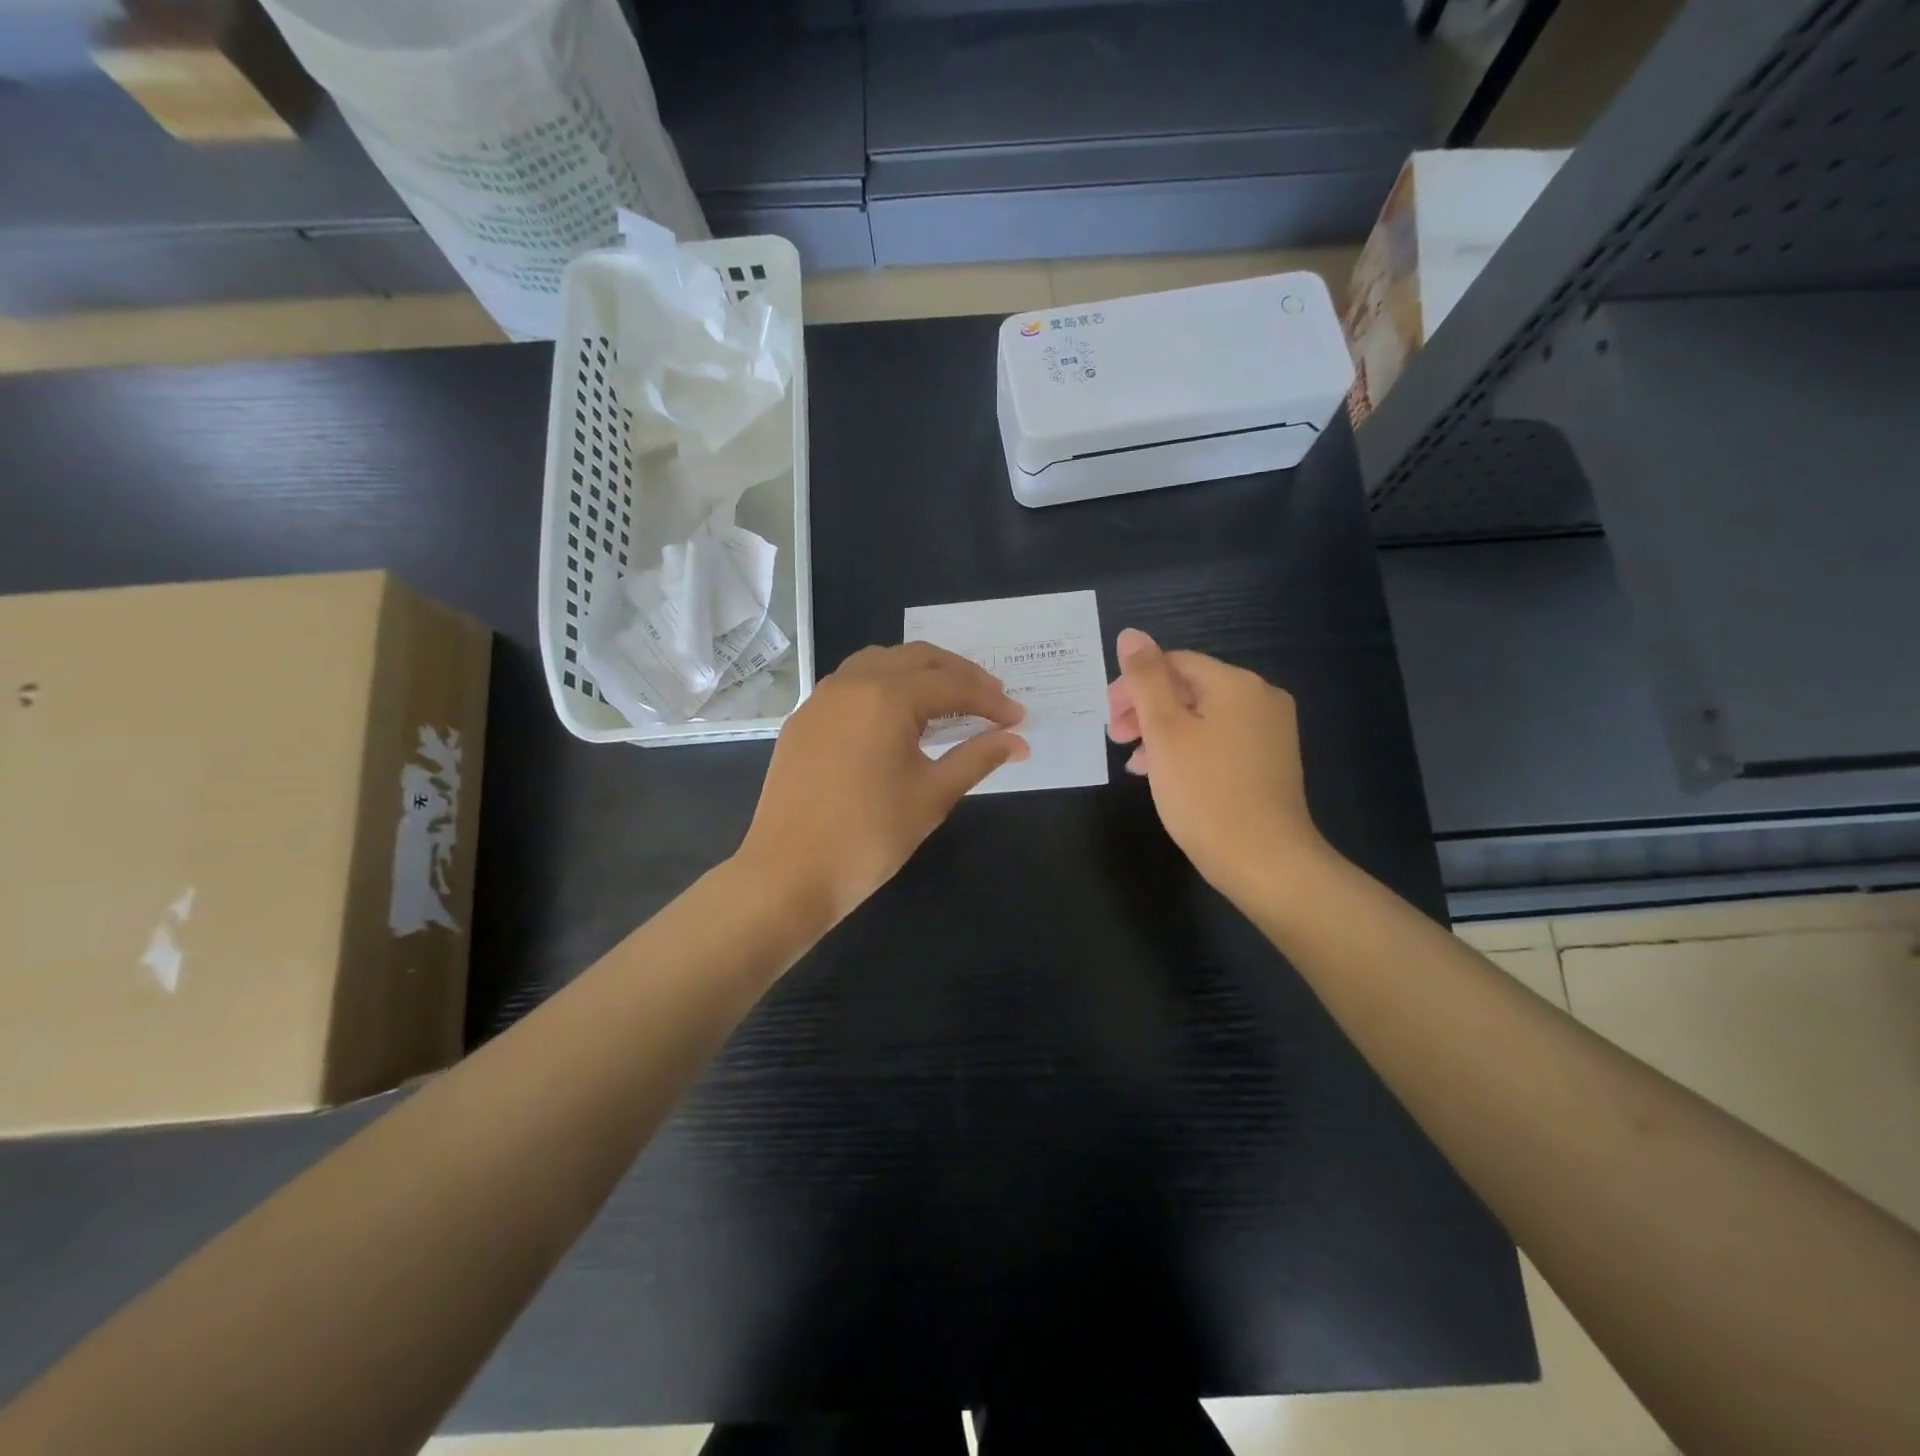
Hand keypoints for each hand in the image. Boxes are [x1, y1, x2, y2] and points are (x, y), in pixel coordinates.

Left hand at [737, 643, 1028, 926]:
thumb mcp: (933, 796)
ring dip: (919, 672)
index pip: (951, 686)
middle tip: (991, 700)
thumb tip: (1017, 741)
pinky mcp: (803, 720)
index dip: (990, 701)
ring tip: (948, 699)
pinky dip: (884, 686)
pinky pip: (851, 684)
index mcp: (886, 697)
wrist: (788, 874)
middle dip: (959, 674)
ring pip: (879, 662)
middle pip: (916, 659)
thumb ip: (977, 758)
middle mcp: (851, 683)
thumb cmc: (869, 836)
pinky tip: (897, 717)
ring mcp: (820, 699)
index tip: (1018, 719)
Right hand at [1107, 628, 1325, 903]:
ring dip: (1162, 732)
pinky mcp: (1270, 761)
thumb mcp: (1165, 732)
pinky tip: (1165, 775)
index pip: (1174, 663)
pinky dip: (1188, 749)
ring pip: (1202, 717)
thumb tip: (1131, 634)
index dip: (1134, 685)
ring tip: (1135, 763)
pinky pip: (1220, 740)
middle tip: (1116, 739)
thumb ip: (1145, 679)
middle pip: (1189, 688)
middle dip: (1146, 710)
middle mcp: (1260, 698)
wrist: (1265, 861)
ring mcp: (1270, 731)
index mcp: (1236, 684)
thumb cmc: (1206, 793)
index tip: (1108, 719)